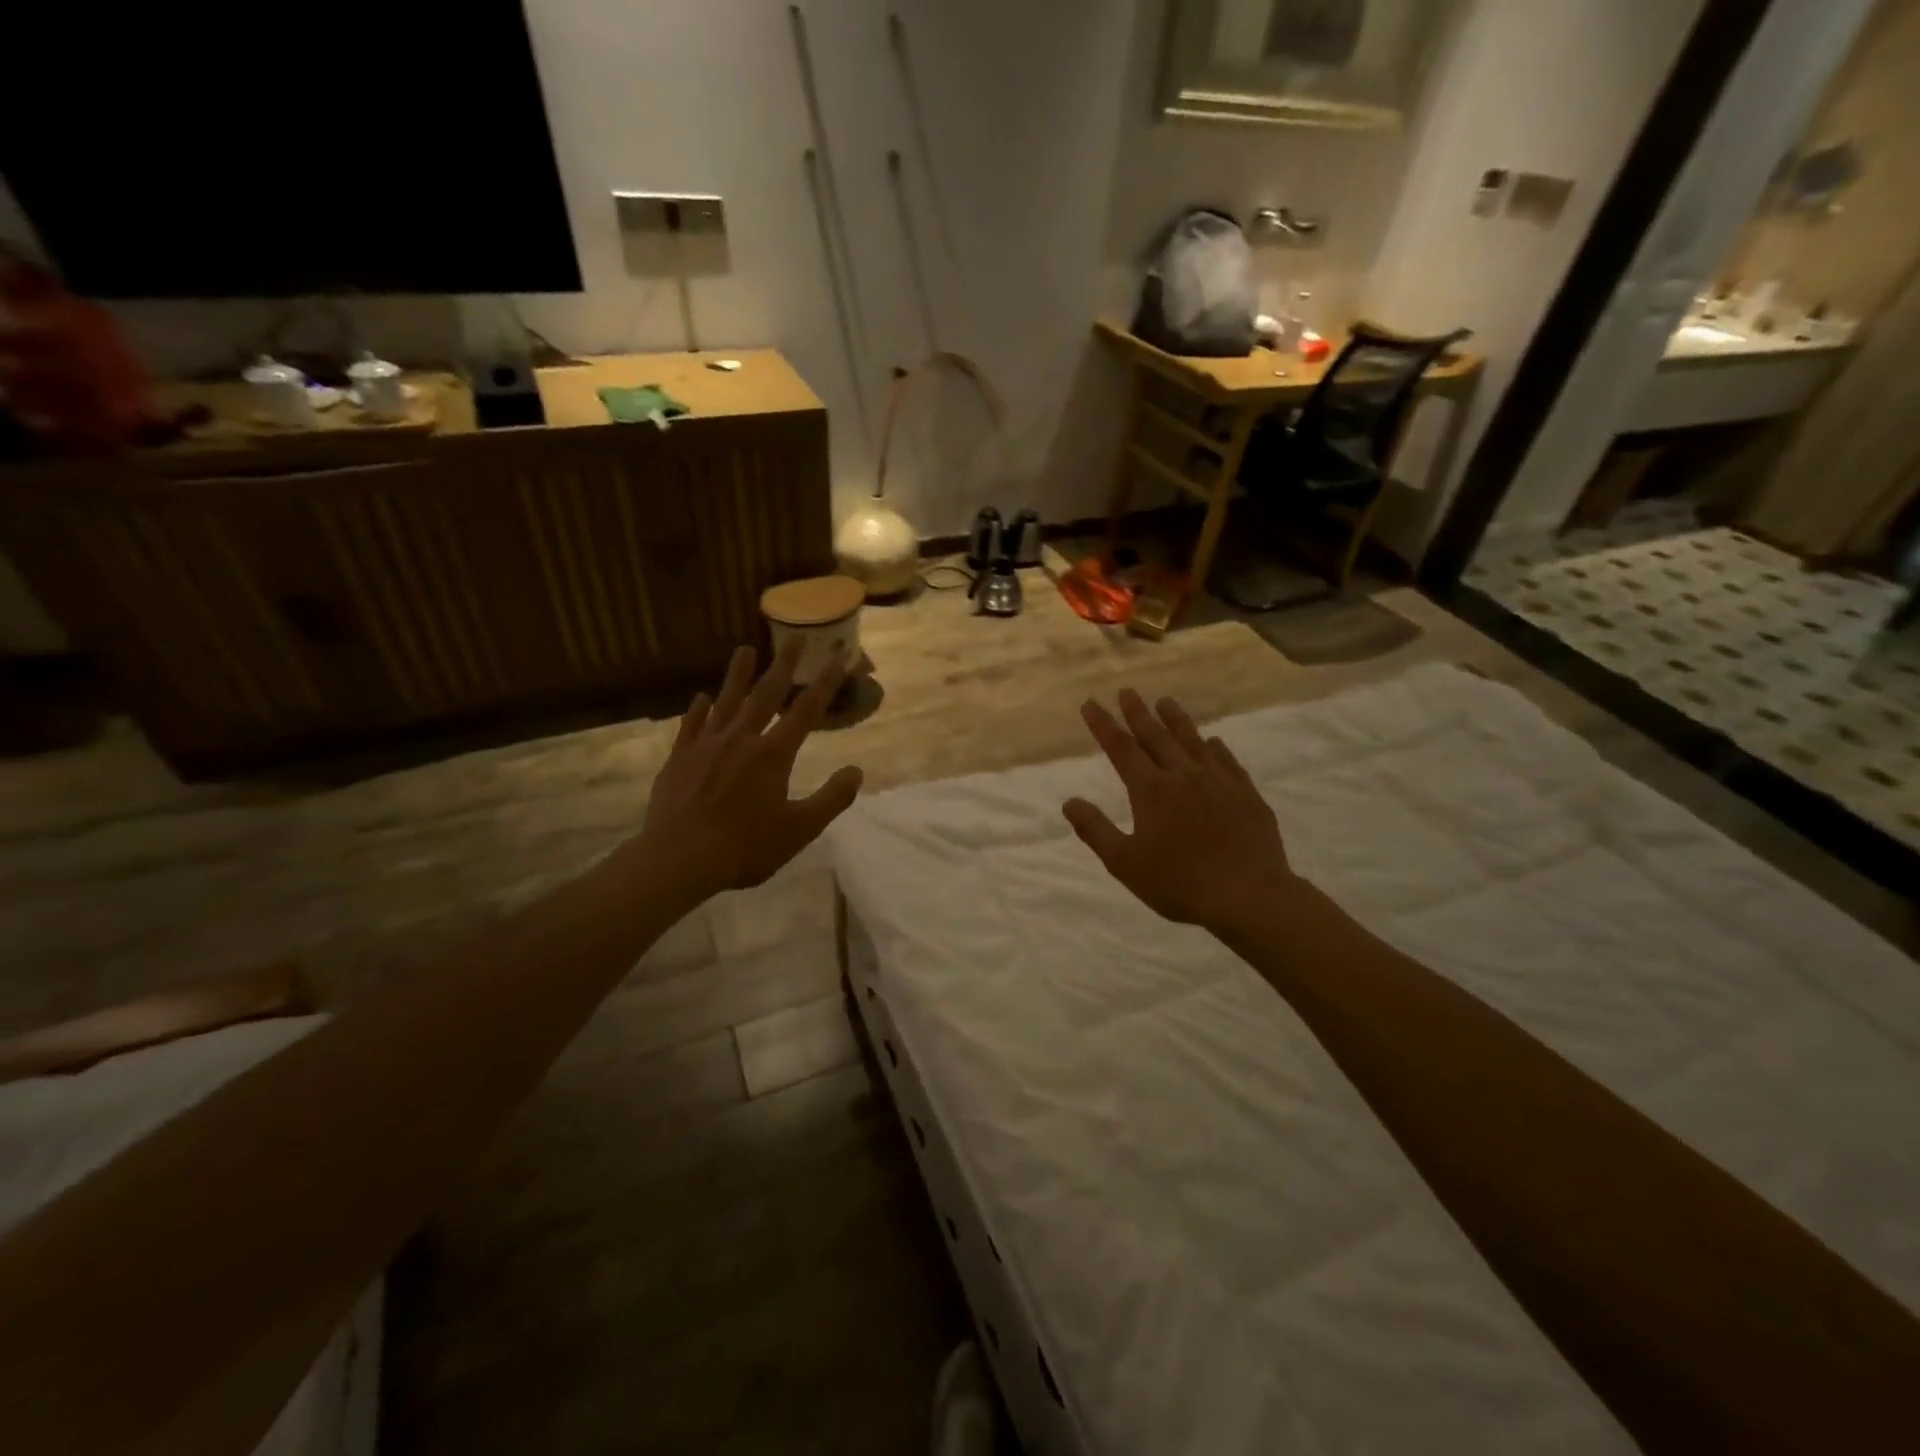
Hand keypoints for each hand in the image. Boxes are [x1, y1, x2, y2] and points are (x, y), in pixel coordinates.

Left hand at [631, 639, 863, 904]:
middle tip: (793, 638)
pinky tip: (701, 697)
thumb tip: (857, 771)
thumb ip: (832, 798)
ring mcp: (706, 746)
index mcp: (773, 754)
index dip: (826, 682)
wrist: (679, 859)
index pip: (806, 710)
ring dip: (737, 674)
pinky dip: (699, 709)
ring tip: (744, 649)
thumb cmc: (745, 847)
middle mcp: (741, 739)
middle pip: (765, 693)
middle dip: (783, 665)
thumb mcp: (800, 829)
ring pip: (726, 701)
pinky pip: (691, 725)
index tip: (839, 656)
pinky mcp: (680, 758)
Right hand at [1063, 689, 1296, 935]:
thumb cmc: (1179, 883)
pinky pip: (1227, 760)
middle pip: (1156, 736)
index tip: (1091, 703)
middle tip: (1127, 691)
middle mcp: (1183, 775)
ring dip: (1176, 720)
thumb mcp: (1125, 863)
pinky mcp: (1246, 794)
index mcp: (1151, 790)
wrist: (1248, 896)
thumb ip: (1095, 829)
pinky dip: (1215, 747)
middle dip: (1138, 713)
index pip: (1121, 748)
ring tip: (1165, 701)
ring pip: (1193, 741)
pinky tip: (1213, 741)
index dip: (1103, 724)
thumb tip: (1069, 802)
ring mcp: (1218, 781)